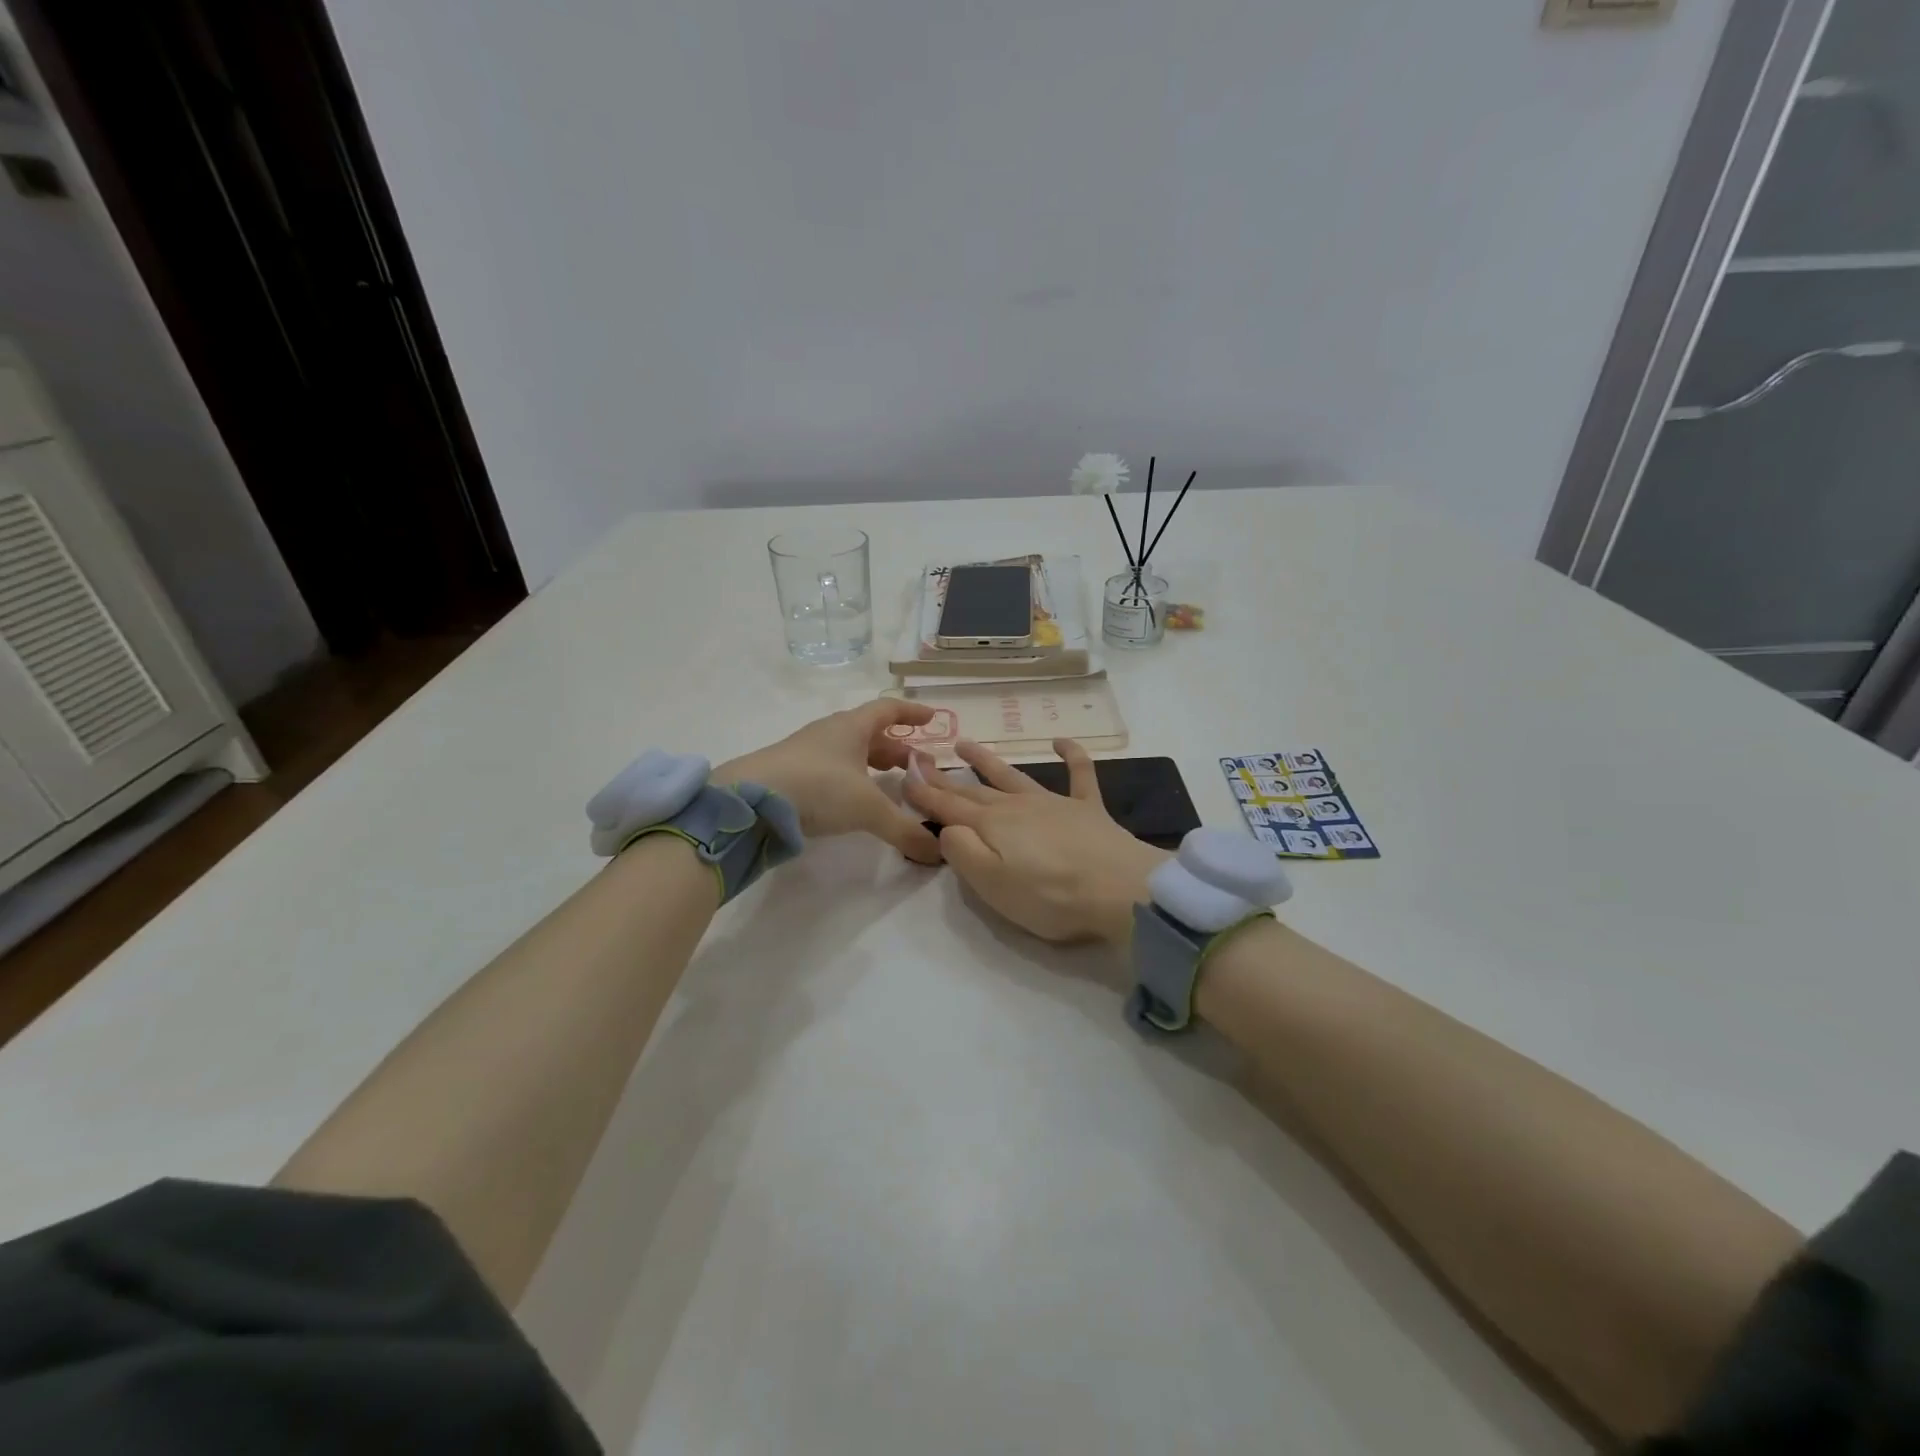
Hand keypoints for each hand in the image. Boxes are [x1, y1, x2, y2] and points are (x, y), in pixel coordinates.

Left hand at [717, 699, 942, 863]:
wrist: (749, 800)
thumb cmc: (818, 787)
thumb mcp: (868, 809)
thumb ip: (904, 829)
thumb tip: (939, 852)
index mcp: (852, 727)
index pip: (888, 709)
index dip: (912, 714)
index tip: (932, 718)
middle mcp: (830, 733)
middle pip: (870, 734)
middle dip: (897, 749)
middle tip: (918, 767)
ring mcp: (807, 753)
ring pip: (849, 753)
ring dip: (873, 765)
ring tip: (891, 785)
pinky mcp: (791, 774)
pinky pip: (832, 771)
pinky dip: (851, 780)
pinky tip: (854, 801)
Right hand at [903, 738, 1167, 944]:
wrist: (1119, 889)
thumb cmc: (1050, 896)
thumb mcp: (991, 884)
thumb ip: (963, 852)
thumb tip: (949, 828)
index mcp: (992, 826)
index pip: (948, 807)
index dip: (924, 793)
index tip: (903, 776)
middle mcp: (1017, 807)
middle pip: (975, 790)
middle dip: (945, 777)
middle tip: (922, 759)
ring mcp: (1054, 804)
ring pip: (1013, 776)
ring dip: (988, 761)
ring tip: (965, 744)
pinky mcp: (1088, 809)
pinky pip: (1079, 774)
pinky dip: (1072, 755)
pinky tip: (1062, 741)